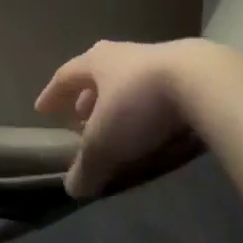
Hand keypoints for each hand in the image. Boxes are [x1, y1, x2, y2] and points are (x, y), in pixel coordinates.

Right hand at [36, 39, 233, 197]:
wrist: (201, 81)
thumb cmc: (139, 104)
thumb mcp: (106, 141)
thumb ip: (87, 165)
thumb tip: (72, 188)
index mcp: (96, 62)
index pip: (65, 76)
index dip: (53, 94)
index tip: (42, 109)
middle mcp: (121, 55)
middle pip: (96, 74)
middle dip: (86, 97)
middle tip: (79, 116)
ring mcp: (154, 59)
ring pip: (126, 80)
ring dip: (116, 102)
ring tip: (115, 123)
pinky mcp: (184, 71)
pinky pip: (153, 89)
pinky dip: (144, 106)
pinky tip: (150, 123)